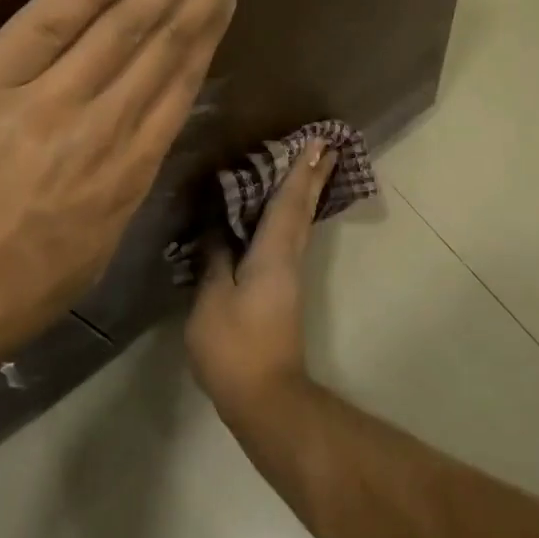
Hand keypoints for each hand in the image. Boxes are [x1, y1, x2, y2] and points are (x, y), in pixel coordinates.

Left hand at [0, 0, 266, 372]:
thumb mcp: (90, 251)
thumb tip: (138, 146)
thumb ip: (119, 190)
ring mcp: (48, 103)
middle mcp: (105, 129)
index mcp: (129, 171)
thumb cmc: (6, 293)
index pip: (180, 82)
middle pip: (167, 44)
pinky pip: (47, 24)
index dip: (212, 29)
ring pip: (123, 27)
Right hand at [184, 138, 335, 421]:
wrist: (265, 396)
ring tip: (308, 167)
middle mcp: (288, 259)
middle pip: (302, 209)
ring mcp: (287, 276)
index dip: (300, 171)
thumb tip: (218, 228)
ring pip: (299, 224)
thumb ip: (215, 259)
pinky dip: (289, 216)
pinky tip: (279, 214)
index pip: (289, 203)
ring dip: (304, 193)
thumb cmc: (235, 346)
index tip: (316, 141)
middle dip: (312, 176)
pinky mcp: (281, 291)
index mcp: (273, 255)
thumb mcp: (213, 300)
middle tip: (325, 145)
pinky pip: (287, 239)